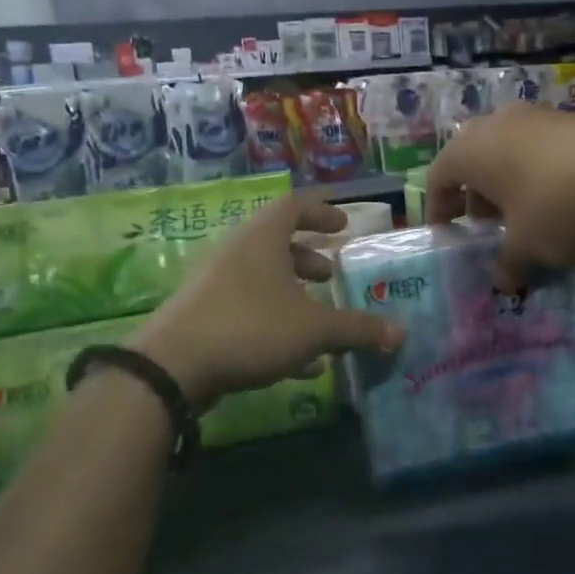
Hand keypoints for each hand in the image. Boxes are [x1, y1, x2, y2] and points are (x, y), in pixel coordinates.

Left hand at [131, 195, 403, 409]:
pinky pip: (247, 308)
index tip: (344, 226)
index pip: (295, 206)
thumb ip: (358, 329)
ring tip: (319, 315)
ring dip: (293, 292)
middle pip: (276, 242)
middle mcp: (236, 252)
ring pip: (261, 278)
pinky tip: (300, 360)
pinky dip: (276, 323)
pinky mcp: (202, 315)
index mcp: (262, 238)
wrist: (173, 367)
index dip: (322, 212)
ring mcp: (214, 283)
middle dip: (308, 258)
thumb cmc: (250, 328)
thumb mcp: (314, 329)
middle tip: (332, 274)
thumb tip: (401, 333)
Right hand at [427, 103, 574, 288]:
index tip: (446, 233)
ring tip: (523, 214)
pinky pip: (540, 147)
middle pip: (473, 159)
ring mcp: (536, 116)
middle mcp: (496, 124)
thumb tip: (504, 281)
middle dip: (475, 193)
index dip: (439, 208)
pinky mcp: (571, 118)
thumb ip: (508, 263)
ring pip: (508, 150)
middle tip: (485, 224)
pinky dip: (538, 171)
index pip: (438, 177)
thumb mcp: (526, 245)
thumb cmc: (554, 206)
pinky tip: (558, 198)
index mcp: (469, 151)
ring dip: (508, 181)